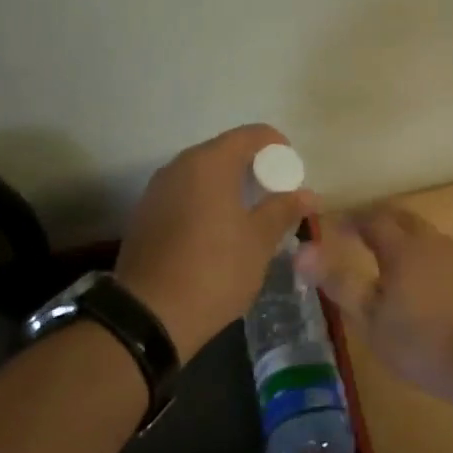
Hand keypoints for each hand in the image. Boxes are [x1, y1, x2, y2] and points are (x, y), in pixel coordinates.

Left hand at [115, 125, 317, 358]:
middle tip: (276, 197)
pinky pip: (184, 195)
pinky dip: (206, 203)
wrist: (148, 317)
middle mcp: (179, 166)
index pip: (252, 135)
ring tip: (250, 217)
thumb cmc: (214, 271)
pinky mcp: (145, 216)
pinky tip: (218, 234)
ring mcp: (157, 191)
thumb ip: (283, 210)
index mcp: (209, 163)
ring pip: (202, 175)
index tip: (293, 174)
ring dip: (229, 187)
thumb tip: (307, 194)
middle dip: (254, 168)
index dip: (277, 147)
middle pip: (224, 152)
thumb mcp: (259, 242)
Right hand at [296, 204, 452, 395]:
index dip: (349, 219)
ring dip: (399, 235)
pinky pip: (437, 251)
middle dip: (375, 219)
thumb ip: (338, 281)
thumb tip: (302, 250)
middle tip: (355, 233)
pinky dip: (418, 253)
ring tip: (381, 255)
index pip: (371, 218)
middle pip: (400, 217)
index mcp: (402, 247)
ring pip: (422, 233)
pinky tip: (415, 278)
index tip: (331, 226)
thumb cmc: (421, 342)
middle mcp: (430, 241)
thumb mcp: (370, 318)